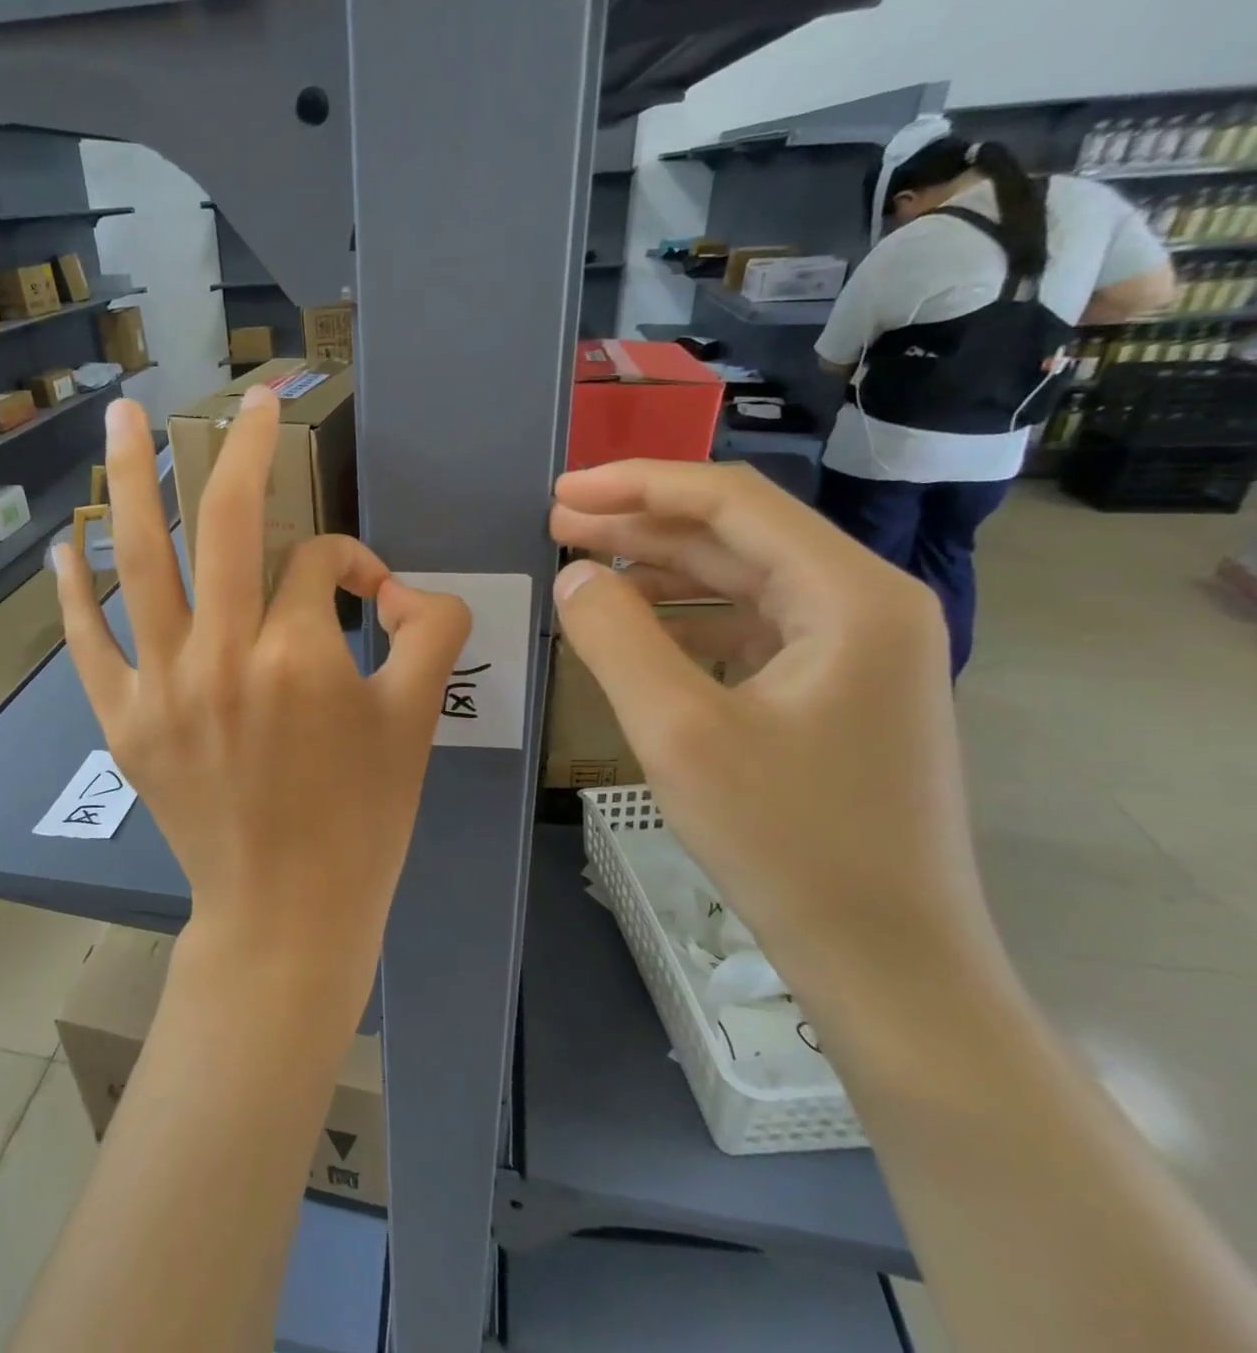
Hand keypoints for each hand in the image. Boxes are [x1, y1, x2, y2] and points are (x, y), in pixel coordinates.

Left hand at [54, 388, 470, 1015]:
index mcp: (299, 655)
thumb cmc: (361, 822)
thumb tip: (411, 588)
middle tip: (246, 397)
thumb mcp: (417, 721)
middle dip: (239, 447)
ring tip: (119, 413)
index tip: (372, 596)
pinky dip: (70, 589)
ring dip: (129, 478)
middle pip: (222, 521)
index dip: (356, 563)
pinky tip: (62, 543)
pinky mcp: (122, 721)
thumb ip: (432, 633)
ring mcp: (160, 686)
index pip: (323, 563)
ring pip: (138, 559)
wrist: (285, 915)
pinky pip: (86, 641)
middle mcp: (221, 654)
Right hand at [549, 461, 1002, 1020]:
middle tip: (557, 524)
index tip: (562, 492)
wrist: (885, 958)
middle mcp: (864, 604)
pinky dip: (684, 619)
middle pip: (736, 535)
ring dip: (658, 571)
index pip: (732, 502)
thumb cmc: (787, 841)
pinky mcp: (835, 689)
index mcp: (850, 595)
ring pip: (739, 580)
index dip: (638, 485)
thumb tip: (574, 574)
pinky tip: (634, 631)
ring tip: (582, 570)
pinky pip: (747, 628)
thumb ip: (615, 638)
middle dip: (640, 525)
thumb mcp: (679, 732)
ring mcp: (855, 649)